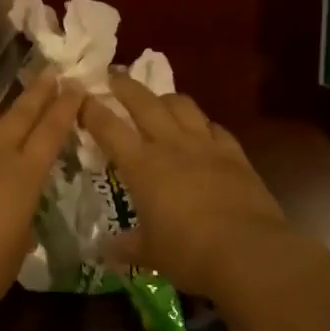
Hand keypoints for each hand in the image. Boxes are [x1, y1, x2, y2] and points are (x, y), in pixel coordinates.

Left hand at [0, 72, 83, 319]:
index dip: (65, 106)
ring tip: (0, 115)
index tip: (74, 86)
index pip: (51, 130)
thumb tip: (18, 216)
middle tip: (50, 73)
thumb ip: (22, 219)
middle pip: (20, 112)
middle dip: (39, 91)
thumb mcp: (18, 246)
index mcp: (25, 175)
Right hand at [79, 76, 289, 294]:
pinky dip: (202, 123)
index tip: (79, 96)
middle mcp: (171, 145)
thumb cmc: (188, 252)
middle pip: (144, 102)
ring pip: (182, 105)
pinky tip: (201, 129)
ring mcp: (206, 145)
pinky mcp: (235, 154)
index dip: (91, 110)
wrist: (249, 252)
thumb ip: (126, 246)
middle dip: (125, 86)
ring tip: (158, 100)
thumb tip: (107, 249)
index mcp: (142, 165)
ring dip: (165, 97)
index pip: (109, 128)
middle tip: (113, 76)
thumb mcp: (150, 253)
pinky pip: (214, 126)